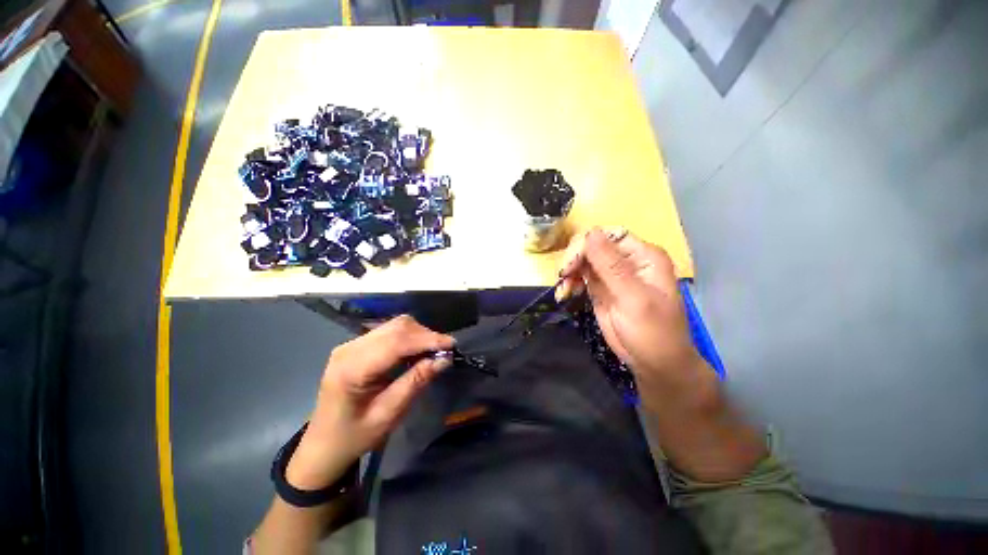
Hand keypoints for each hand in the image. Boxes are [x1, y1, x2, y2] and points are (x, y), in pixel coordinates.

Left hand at [286, 315, 454, 489]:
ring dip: (419, 334)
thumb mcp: (388, 414)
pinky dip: (409, 337)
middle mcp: (350, 348)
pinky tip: (417, 351)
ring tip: (433, 351)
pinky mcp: (358, 345)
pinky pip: (390, 332)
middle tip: (445, 351)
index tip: (452, 345)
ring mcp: (352, 344)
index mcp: (352, 368)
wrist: (323, 445)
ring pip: (395, 325)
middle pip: (397, 327)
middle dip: (426, 335)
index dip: (427, 339)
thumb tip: (443, 359)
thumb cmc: (354, 436)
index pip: (396, 342)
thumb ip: (415, 382)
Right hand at [558, 228, 701, 389]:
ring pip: (583, 260)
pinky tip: (566, 293)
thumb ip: (611, 266)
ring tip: (565, 290)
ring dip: (569, 271)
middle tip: (564, 277)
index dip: (586, 243)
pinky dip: (570, 282)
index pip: (609, 235)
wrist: (655, 364)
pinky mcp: (600, 289)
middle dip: (575, 258)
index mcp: (643, 256)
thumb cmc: (653, 332)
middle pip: (592, 245)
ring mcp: (611, 275)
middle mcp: (626, 261)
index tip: (571, 264)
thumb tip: (590, 233)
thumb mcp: (634, 298)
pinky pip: (580, 276)